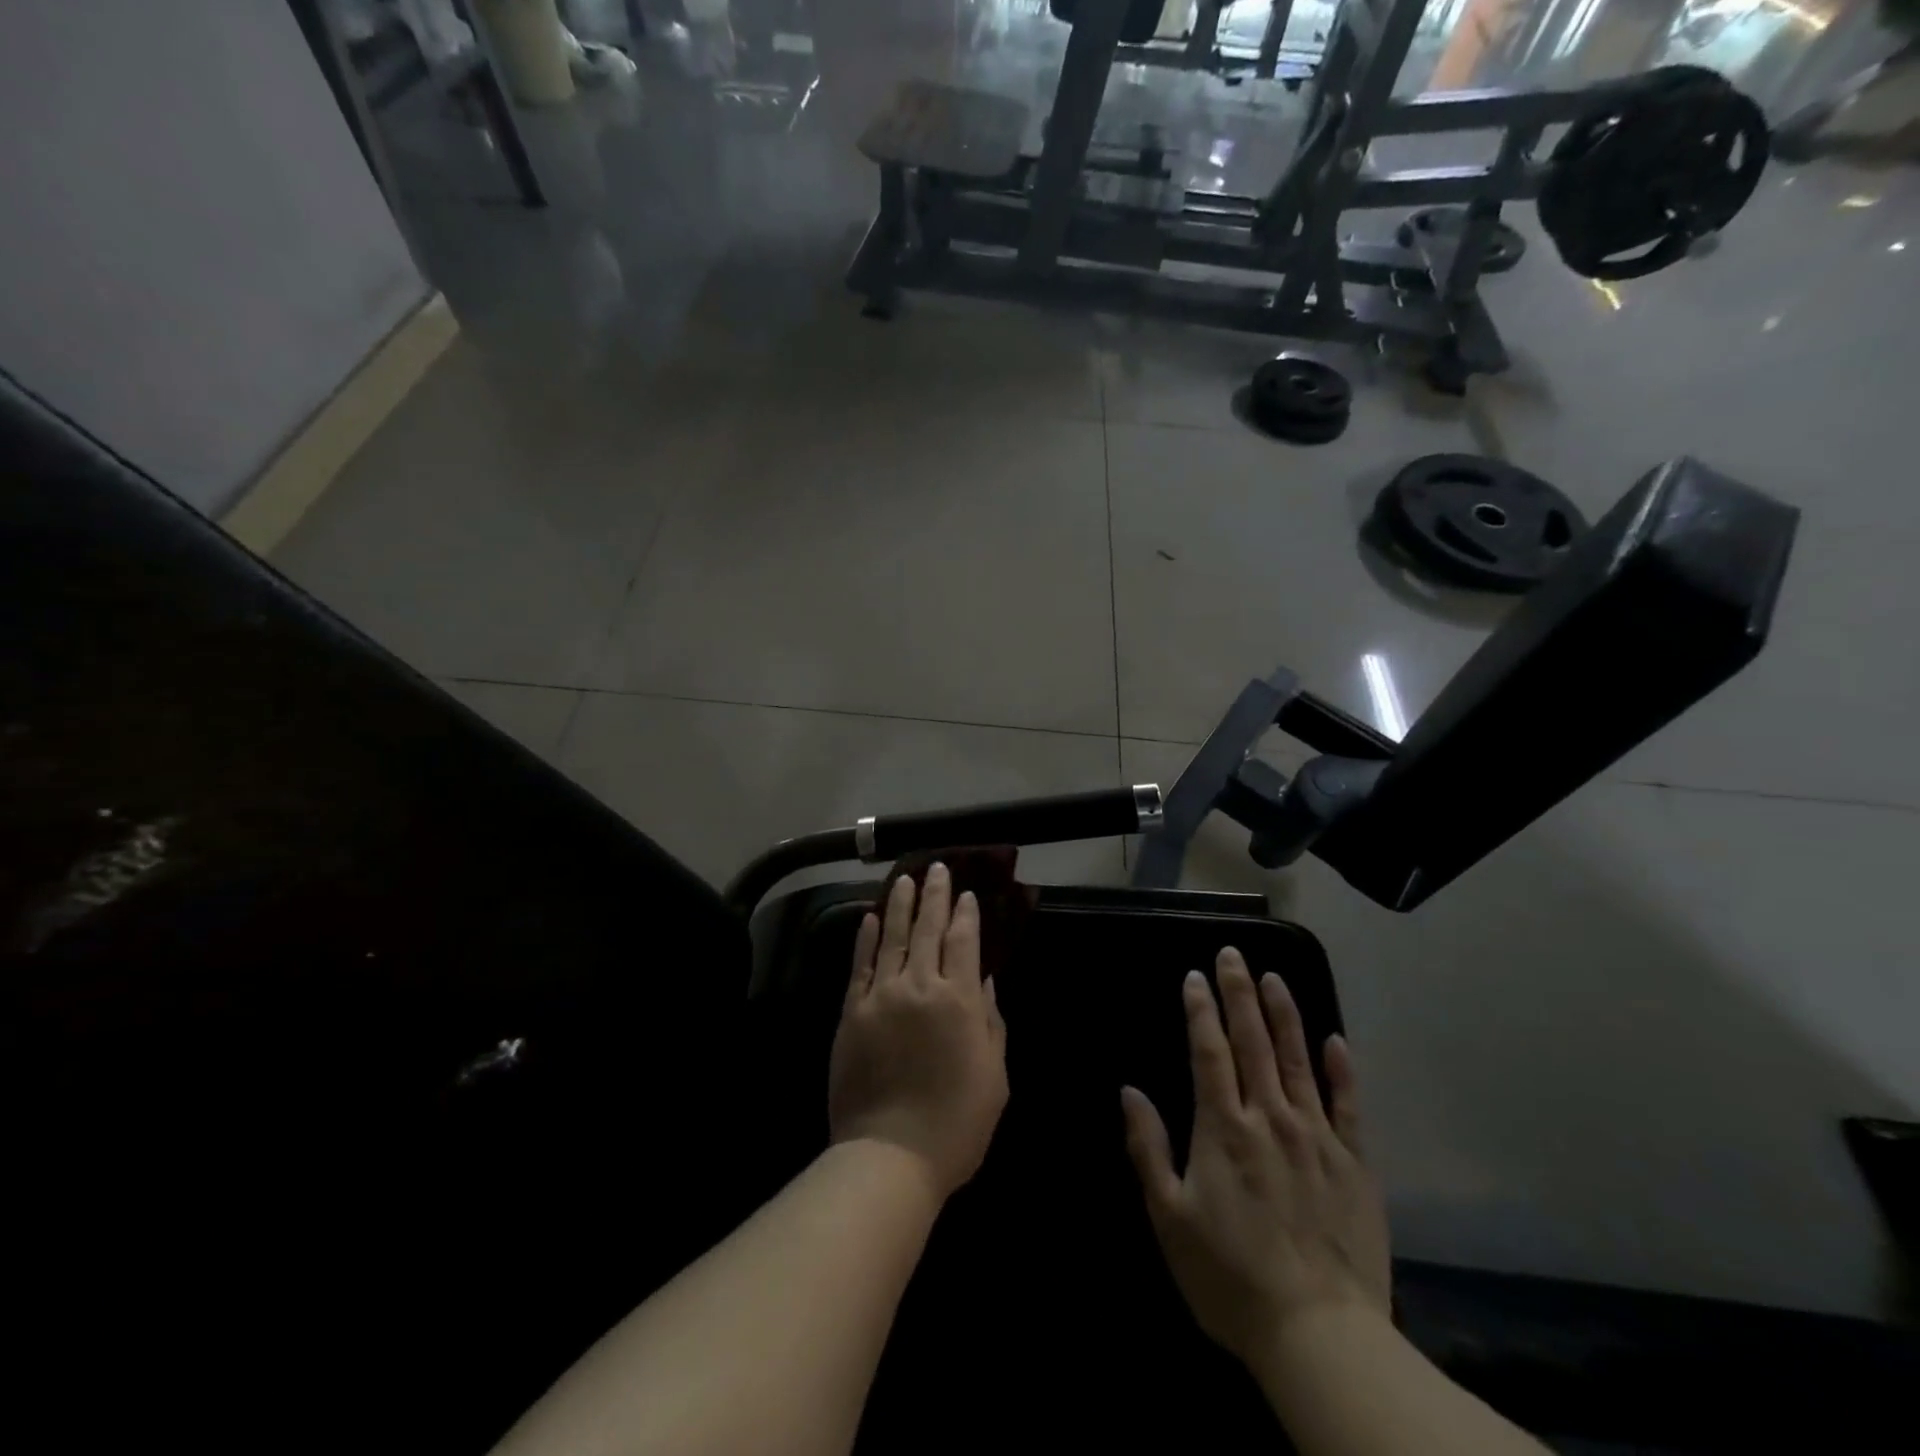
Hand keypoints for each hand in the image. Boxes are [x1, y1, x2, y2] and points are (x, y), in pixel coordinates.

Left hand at [828, 864, 1008, 1201]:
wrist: (889, 1155)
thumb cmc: (956, 1122)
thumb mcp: (994, 1075)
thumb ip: (991, 1022)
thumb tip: (984, 981)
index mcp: (958, 1000)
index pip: (964, 942)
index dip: (967, 915)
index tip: (968, 893)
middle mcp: (919, 986)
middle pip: (929, 930)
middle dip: (935, 896)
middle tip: (938, 868)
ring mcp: (880, 996)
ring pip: (892, 937)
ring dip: (900, 905)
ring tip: (905, 879)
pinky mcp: (851, 1011)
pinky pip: (860, 965)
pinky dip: (866, 939)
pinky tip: (870, 918)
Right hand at [1121, 947, 1389, 1367]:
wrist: (1319, 1336)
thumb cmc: (1229, 1277)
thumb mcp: (1169, 1217)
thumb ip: (1148, 1148)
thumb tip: (1130, 1091)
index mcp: (1223, 1128)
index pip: (1209, 1052)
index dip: (1200, 1011)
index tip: (1194, 976)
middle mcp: (1269, 1118)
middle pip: (1252, 1042)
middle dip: (1239, 993)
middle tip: (1233, 954)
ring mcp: (1317, 1137)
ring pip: (1298, 1061)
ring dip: (1284, 1015)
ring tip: (1274, 977)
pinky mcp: (1354, 1164)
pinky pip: (1350, 1106)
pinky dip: (1342, 1070)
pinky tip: (1336, 1040)